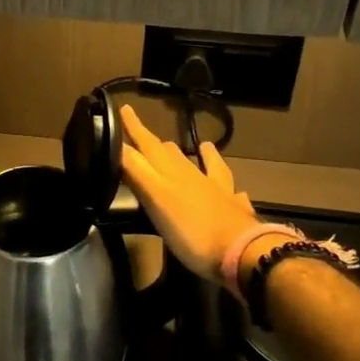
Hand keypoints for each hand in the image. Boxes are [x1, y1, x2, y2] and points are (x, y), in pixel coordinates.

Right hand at [118, 104, 266, 284]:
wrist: (242, 252)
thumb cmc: (192, 230)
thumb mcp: (156, 200)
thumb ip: (137, 172)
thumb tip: (117, 145)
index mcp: (171, 172)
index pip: (147, 145)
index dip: (133, 128)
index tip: (123, 108)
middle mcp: (193, 175)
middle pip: (170, 153)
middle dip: (153, 141)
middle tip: (141, 132)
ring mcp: (216, 190)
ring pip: (199, 164)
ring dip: (189, 155)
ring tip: (187, 146)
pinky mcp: (232, 208)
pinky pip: (227, 187)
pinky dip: (224, 181)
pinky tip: (235, 188)